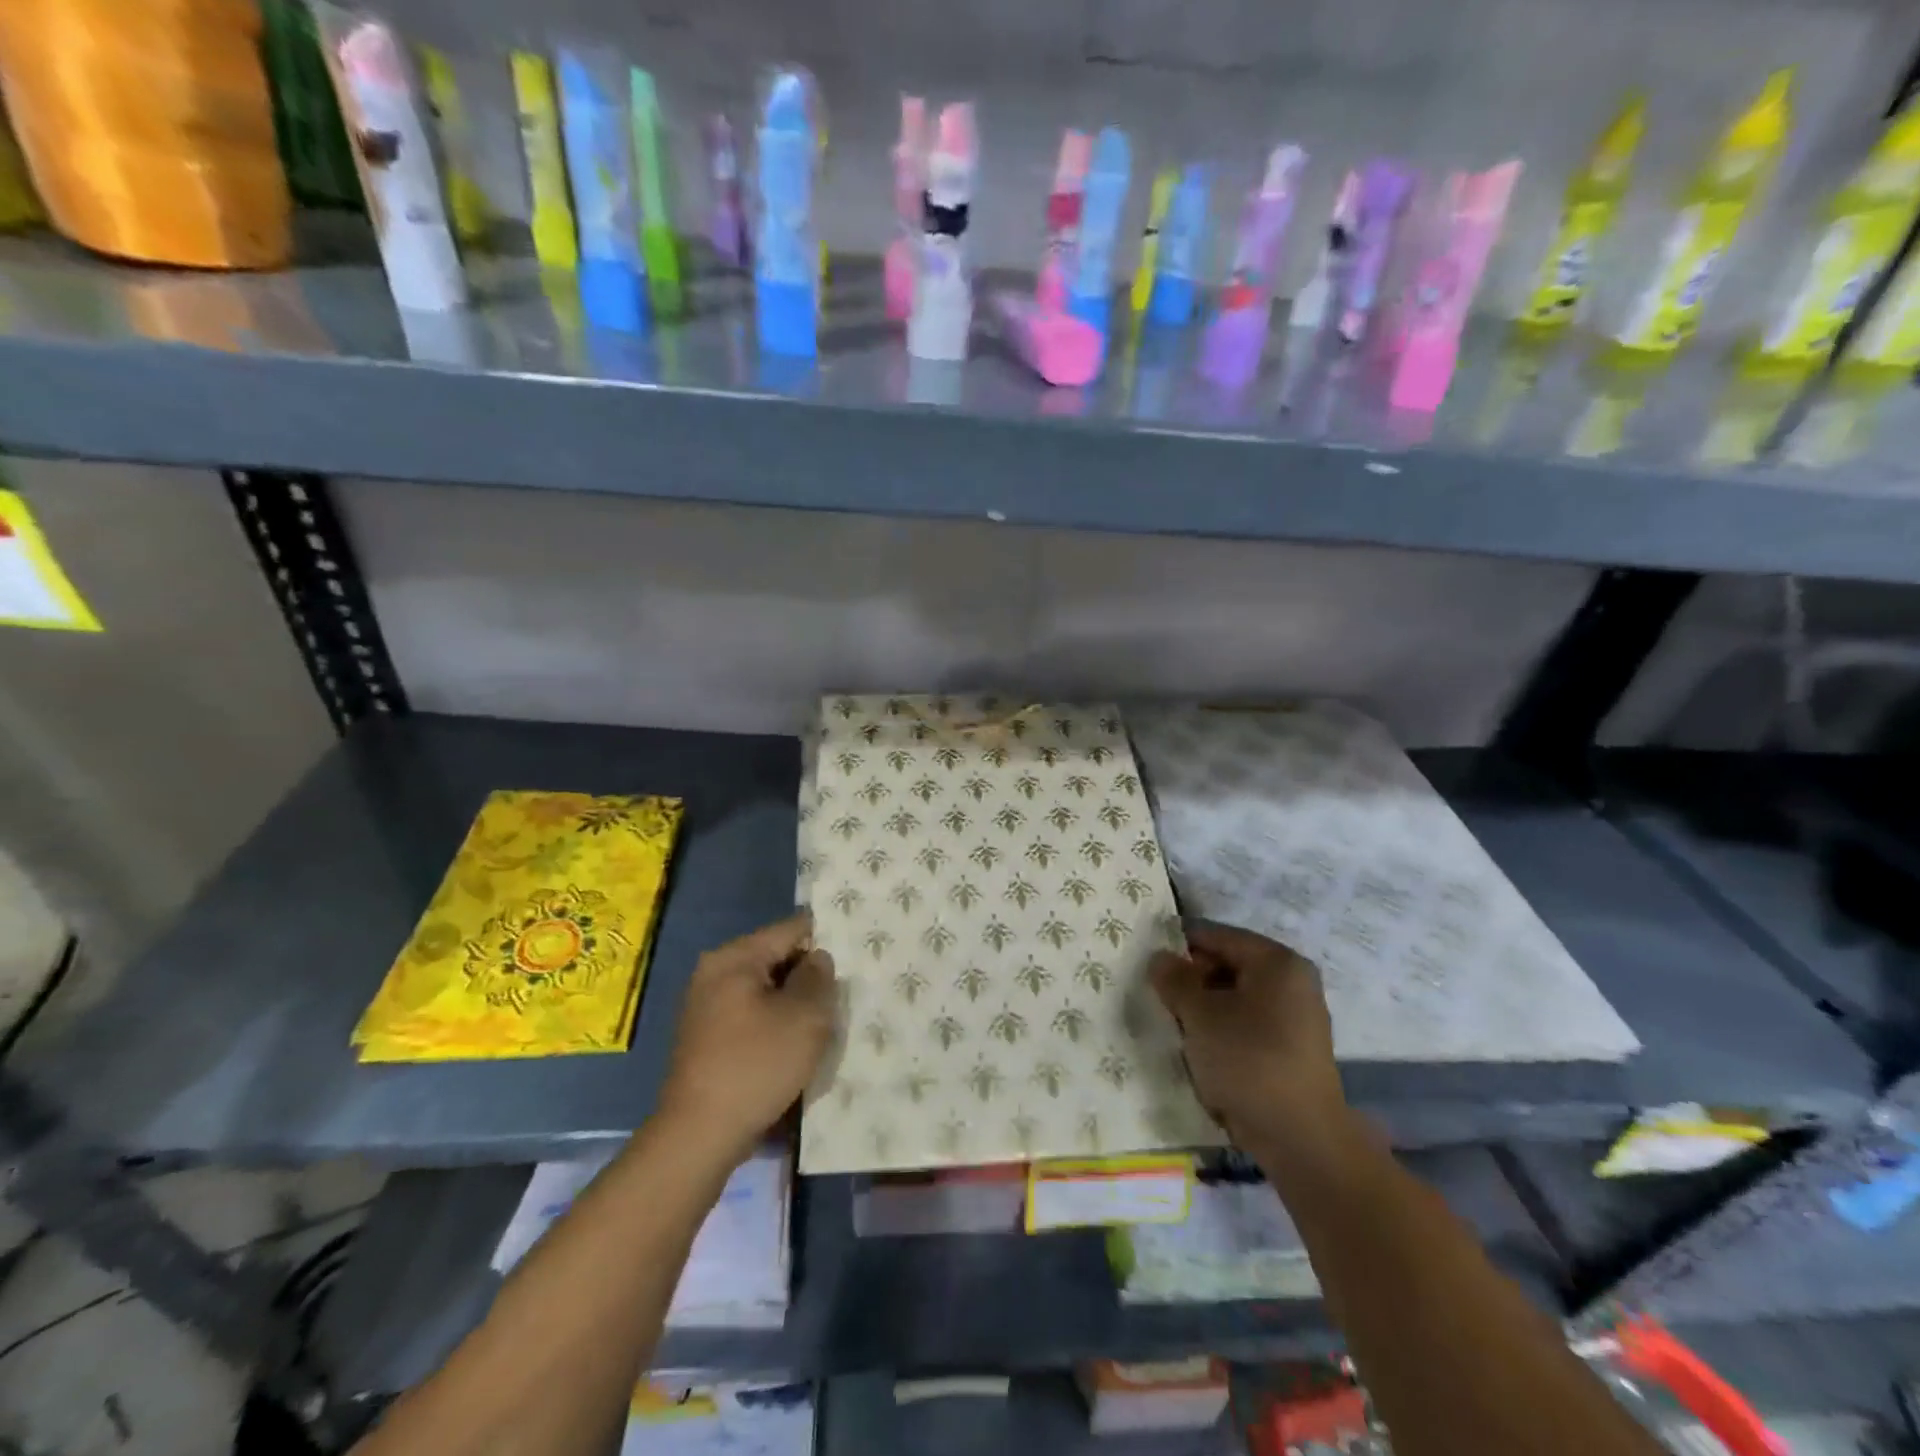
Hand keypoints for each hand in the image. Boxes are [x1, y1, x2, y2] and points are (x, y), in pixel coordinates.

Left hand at [656, 913, 836, 1163]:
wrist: (699, 1136)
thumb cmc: (756, 1066)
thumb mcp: (805, 1017)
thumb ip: (819, 977)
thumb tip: (817, 959)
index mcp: (735, 957)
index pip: (791, 929)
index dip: (825, 939)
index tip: (854, 956)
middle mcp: (714, 972)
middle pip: (776, 958)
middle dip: (808, 976)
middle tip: (841, 996)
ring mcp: (705, 1006)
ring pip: (765, 990)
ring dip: (792, 1004)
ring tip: (823, 1024)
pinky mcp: (705, 1038)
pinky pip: (750, 1016)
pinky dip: (773, 1024)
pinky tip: (794, 1048)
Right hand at [1151, 921, 1345, 1151]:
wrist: (1300, 1139)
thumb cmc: (1248, 1061)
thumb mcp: (1199, 1015)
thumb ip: (1175, 979)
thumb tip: (1160, 958)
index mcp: (1277, 962)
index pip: (1217, 936)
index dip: (1179, 944)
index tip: (1147, 960)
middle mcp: (1292, 982)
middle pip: (1228, 965)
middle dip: (1191, 979)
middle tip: (1157, 996)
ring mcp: (1296, 1018)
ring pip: (1234, 997)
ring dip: (1203, 1008)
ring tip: (1173, 1024)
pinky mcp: (1290, 1050)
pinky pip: (1246, 1025)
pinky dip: (1221, 1030)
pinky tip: (1197, 1049)